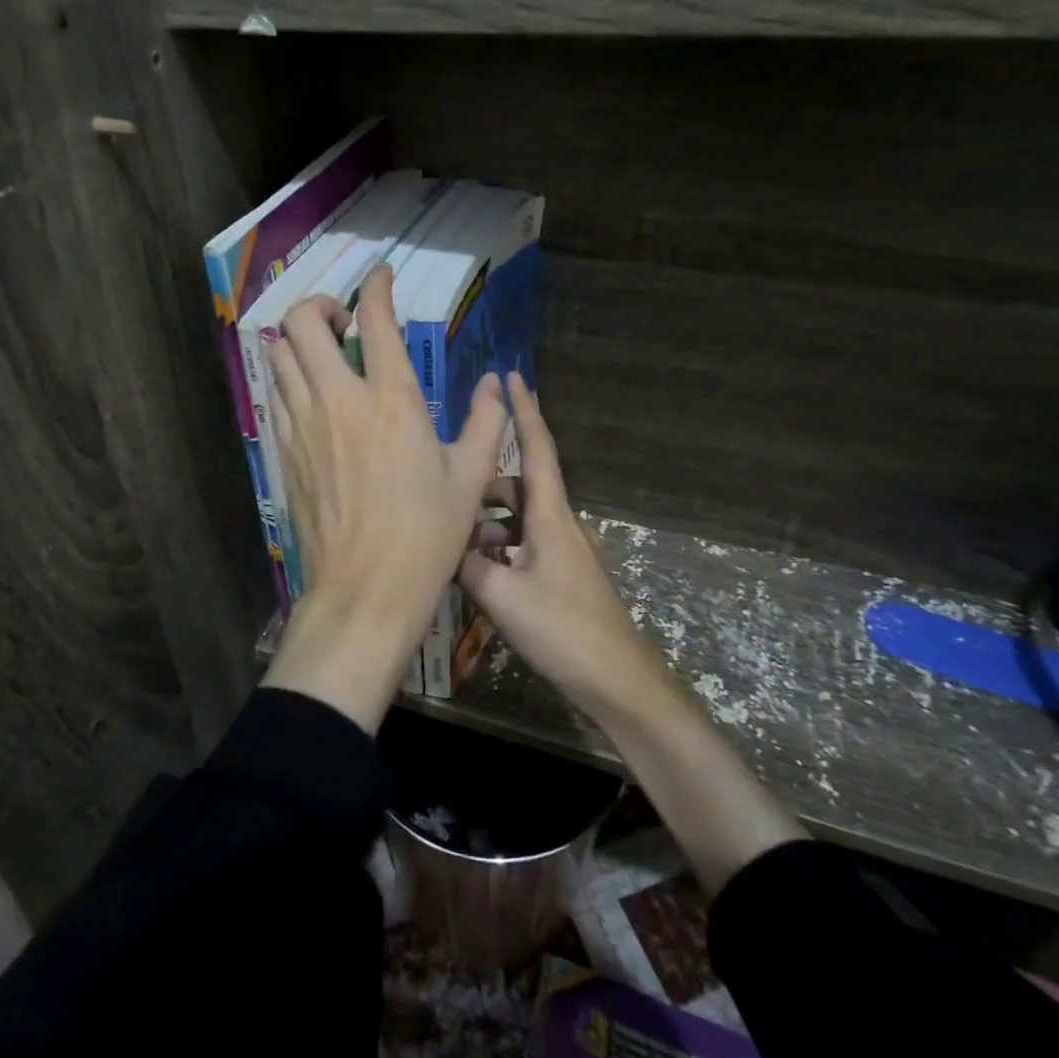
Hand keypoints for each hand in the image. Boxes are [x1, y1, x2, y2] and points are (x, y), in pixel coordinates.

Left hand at [262, 265, 507, 729]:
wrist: (364, 591)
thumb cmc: (426, 537)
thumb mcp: (470, 479)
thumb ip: (486, 423)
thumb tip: (497, 385)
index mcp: (392, 402)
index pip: (374, 321)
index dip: (377, 287)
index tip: (382, 277)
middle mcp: (339, 402)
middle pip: (303, 323)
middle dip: (320, 304)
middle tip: (344, 322)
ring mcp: (303, 426)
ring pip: (280, 355)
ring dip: (300, 341)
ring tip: (326, 355)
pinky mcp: (285, 452)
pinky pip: (276, 395)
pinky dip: (290, 379)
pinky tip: (313, 397)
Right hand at [458, 373, 668, 714]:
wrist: (616, 680)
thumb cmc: (562, 629)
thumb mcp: (500, 595)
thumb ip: (465, 565)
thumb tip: (442, 546)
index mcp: (550, 516)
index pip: (538, 448)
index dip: (524, 411)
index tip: (512, 377)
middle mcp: (558, 525)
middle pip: (518, 488)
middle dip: (483, 486)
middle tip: (448, 496)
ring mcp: (562, 553)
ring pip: (517, 522)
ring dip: (486, 526)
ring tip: (453, 546)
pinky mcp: (560, 579)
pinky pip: (522, 548)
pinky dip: (498, 552)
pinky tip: (474, 577)